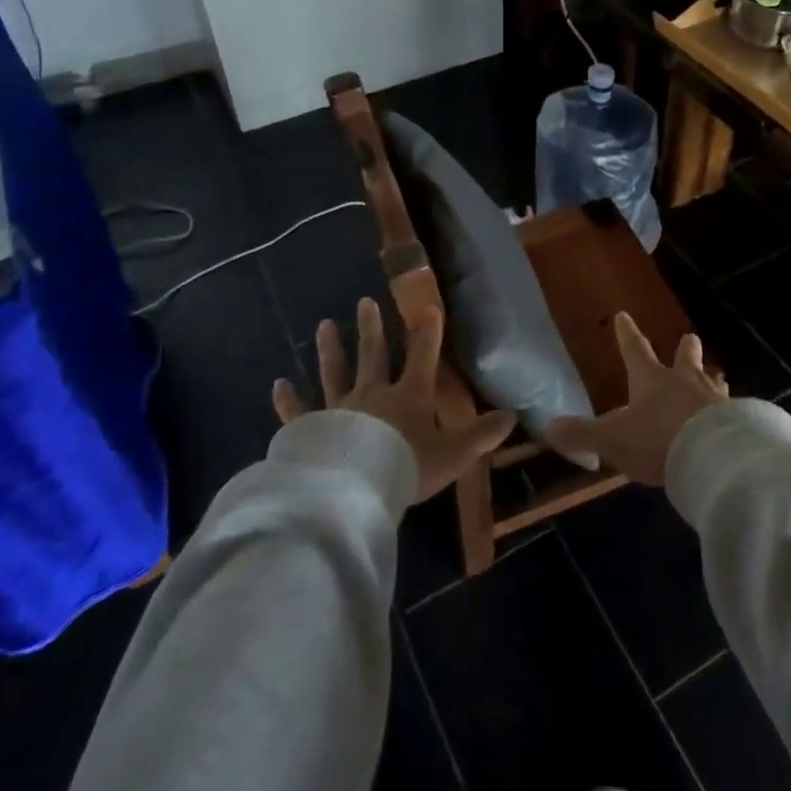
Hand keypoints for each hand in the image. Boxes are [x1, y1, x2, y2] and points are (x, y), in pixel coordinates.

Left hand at [273, 297, 517, 502]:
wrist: (358, 488)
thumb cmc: (408, 466)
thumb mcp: (455, 453)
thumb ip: (482, 435)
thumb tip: (513, 415)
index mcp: (409, 396)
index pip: (423, 356)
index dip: (428, 332)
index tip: (429, 307)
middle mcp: (373, 394)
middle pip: (373, 355)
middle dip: (372, 328)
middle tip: (365, 301)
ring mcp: (339, 409)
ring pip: (335, 373)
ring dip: (330, 349)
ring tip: (324, 325)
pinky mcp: (312, 430)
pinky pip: (298, 413)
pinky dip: (288, 400)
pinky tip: (278, 384)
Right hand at [546, 312, 726, 485]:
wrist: (712, 457)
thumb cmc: (657, 440)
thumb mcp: (612, 439)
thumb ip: (582, 434)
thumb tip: (550, 427)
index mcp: (651, 379)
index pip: (635, 350)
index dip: (627, 334)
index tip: (624, 315)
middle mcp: (684, 382)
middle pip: (686, 357)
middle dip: (685, 348)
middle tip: (690, 337)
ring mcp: (714, 399)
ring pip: (712, 381)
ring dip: (711, 378)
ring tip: (716, 375)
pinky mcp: (736, 421)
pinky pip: (731, 410)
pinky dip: (728, 411)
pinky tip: (732, 417)